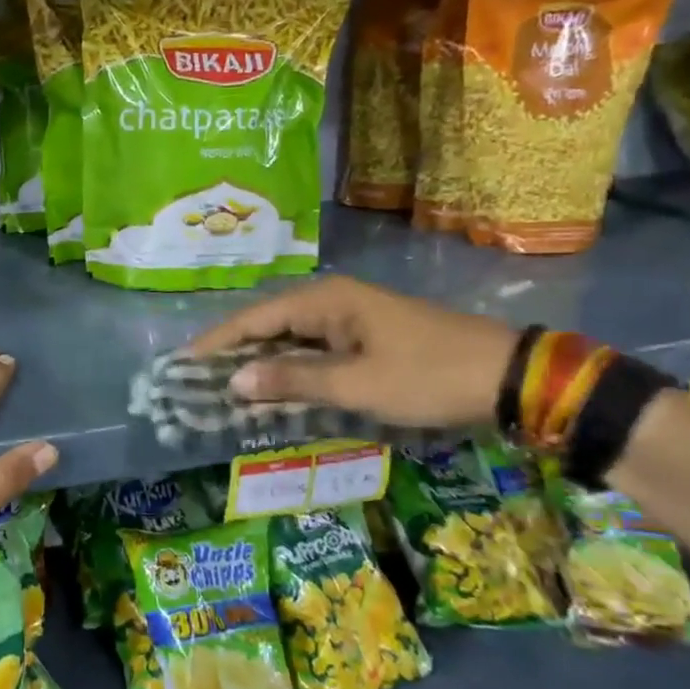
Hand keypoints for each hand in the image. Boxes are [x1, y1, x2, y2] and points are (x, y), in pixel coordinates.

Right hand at [188, 276, 518, 428]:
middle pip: (268, 325)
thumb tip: (233, 382)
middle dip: (234, 353)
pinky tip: (274, 388)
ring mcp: (350, 317)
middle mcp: (332, 300)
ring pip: (290, 339)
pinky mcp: (365, 336)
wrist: (506, 377)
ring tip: (225, 388)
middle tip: (197, 382)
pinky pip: (313, 349)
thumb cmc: (426, 376)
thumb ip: (292, 381)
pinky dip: (290, 368)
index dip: (217, 341)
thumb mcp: (356, 384)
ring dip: (261, 362)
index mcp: (325, 300)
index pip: (254, 318)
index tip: (183, 364)